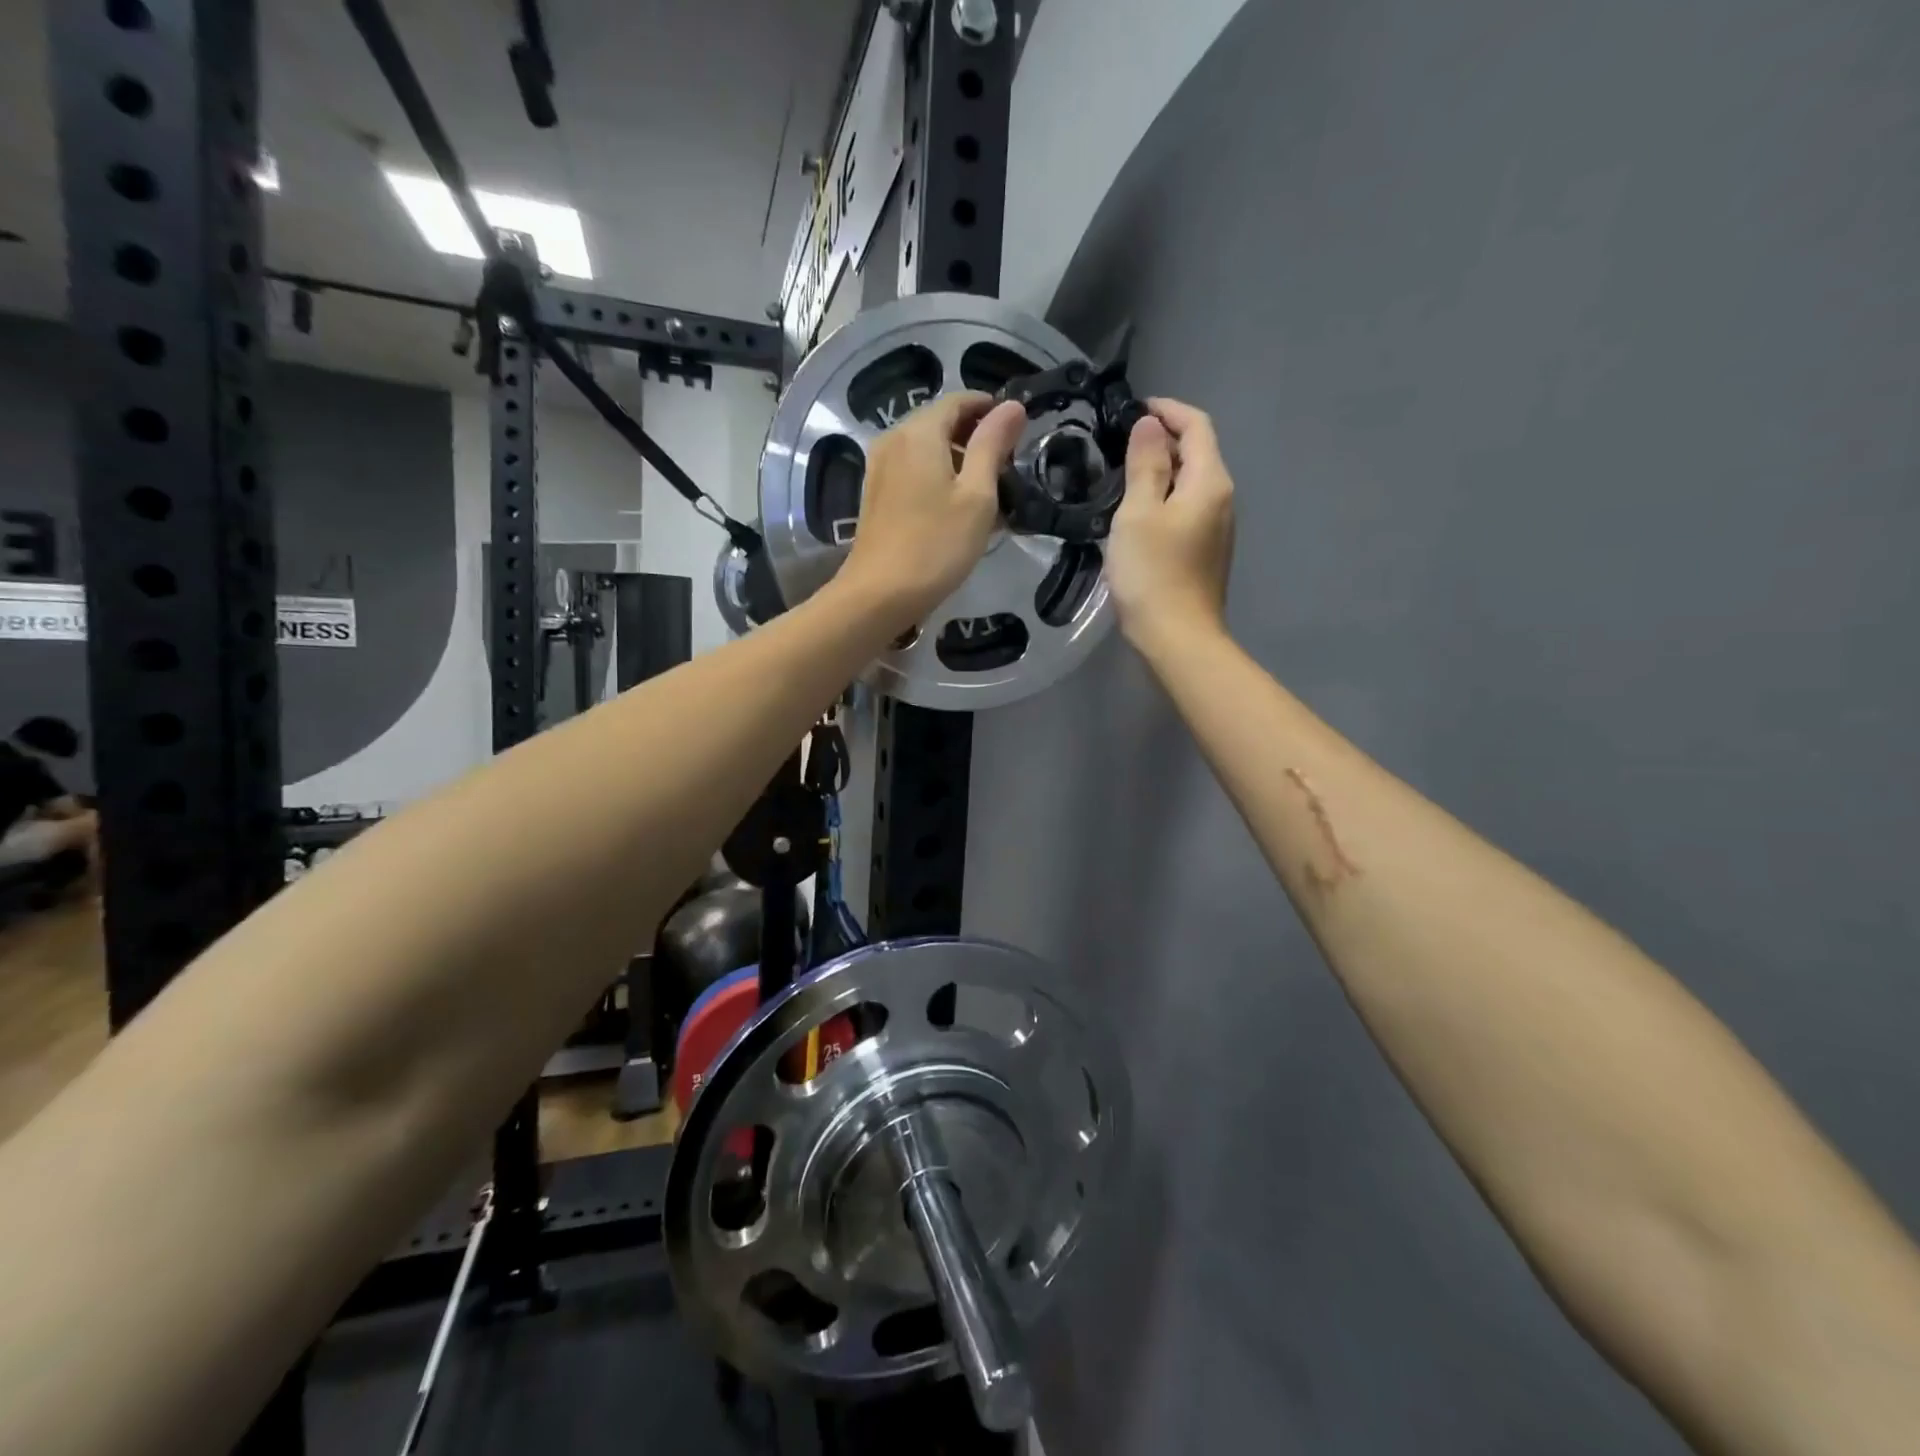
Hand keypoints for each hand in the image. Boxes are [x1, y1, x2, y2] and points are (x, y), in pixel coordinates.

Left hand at [835, 391, 1028, 629]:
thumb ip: (993, 445)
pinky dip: (937, 478)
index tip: (1018, 432)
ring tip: (987, 493)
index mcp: (919, 431)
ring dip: (958, 461)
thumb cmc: (936, 545)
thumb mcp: (977, 495)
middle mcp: (894, 439)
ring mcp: (879, 468)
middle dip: (975, 437)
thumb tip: (1012, 405)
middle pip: (940, 422)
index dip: (991, 409)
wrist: (879, 595)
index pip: (960, 400)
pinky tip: (957, 509)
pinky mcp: (876, 495)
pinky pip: (913, 471)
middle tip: (1007, 468)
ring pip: (927, 449)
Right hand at [1108, 398, 1235, 649]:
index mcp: (1210, 481)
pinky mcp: (1207, 551)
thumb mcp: (1138, 513)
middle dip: (1163, 440)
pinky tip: (1138, 514)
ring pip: (1192, 483)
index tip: (1133, 409)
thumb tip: (1150, 425)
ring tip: (1124, 475)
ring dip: (1163, 470)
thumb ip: (1145, 464)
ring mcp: (1218, 527)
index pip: (1197, 425)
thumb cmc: (1153, 572)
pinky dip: (1166, 498)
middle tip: (1120, 444)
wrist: (1177, 637)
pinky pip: (1188, 508)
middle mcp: (1223, 498)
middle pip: (1199, 452)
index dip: (1168, 410)